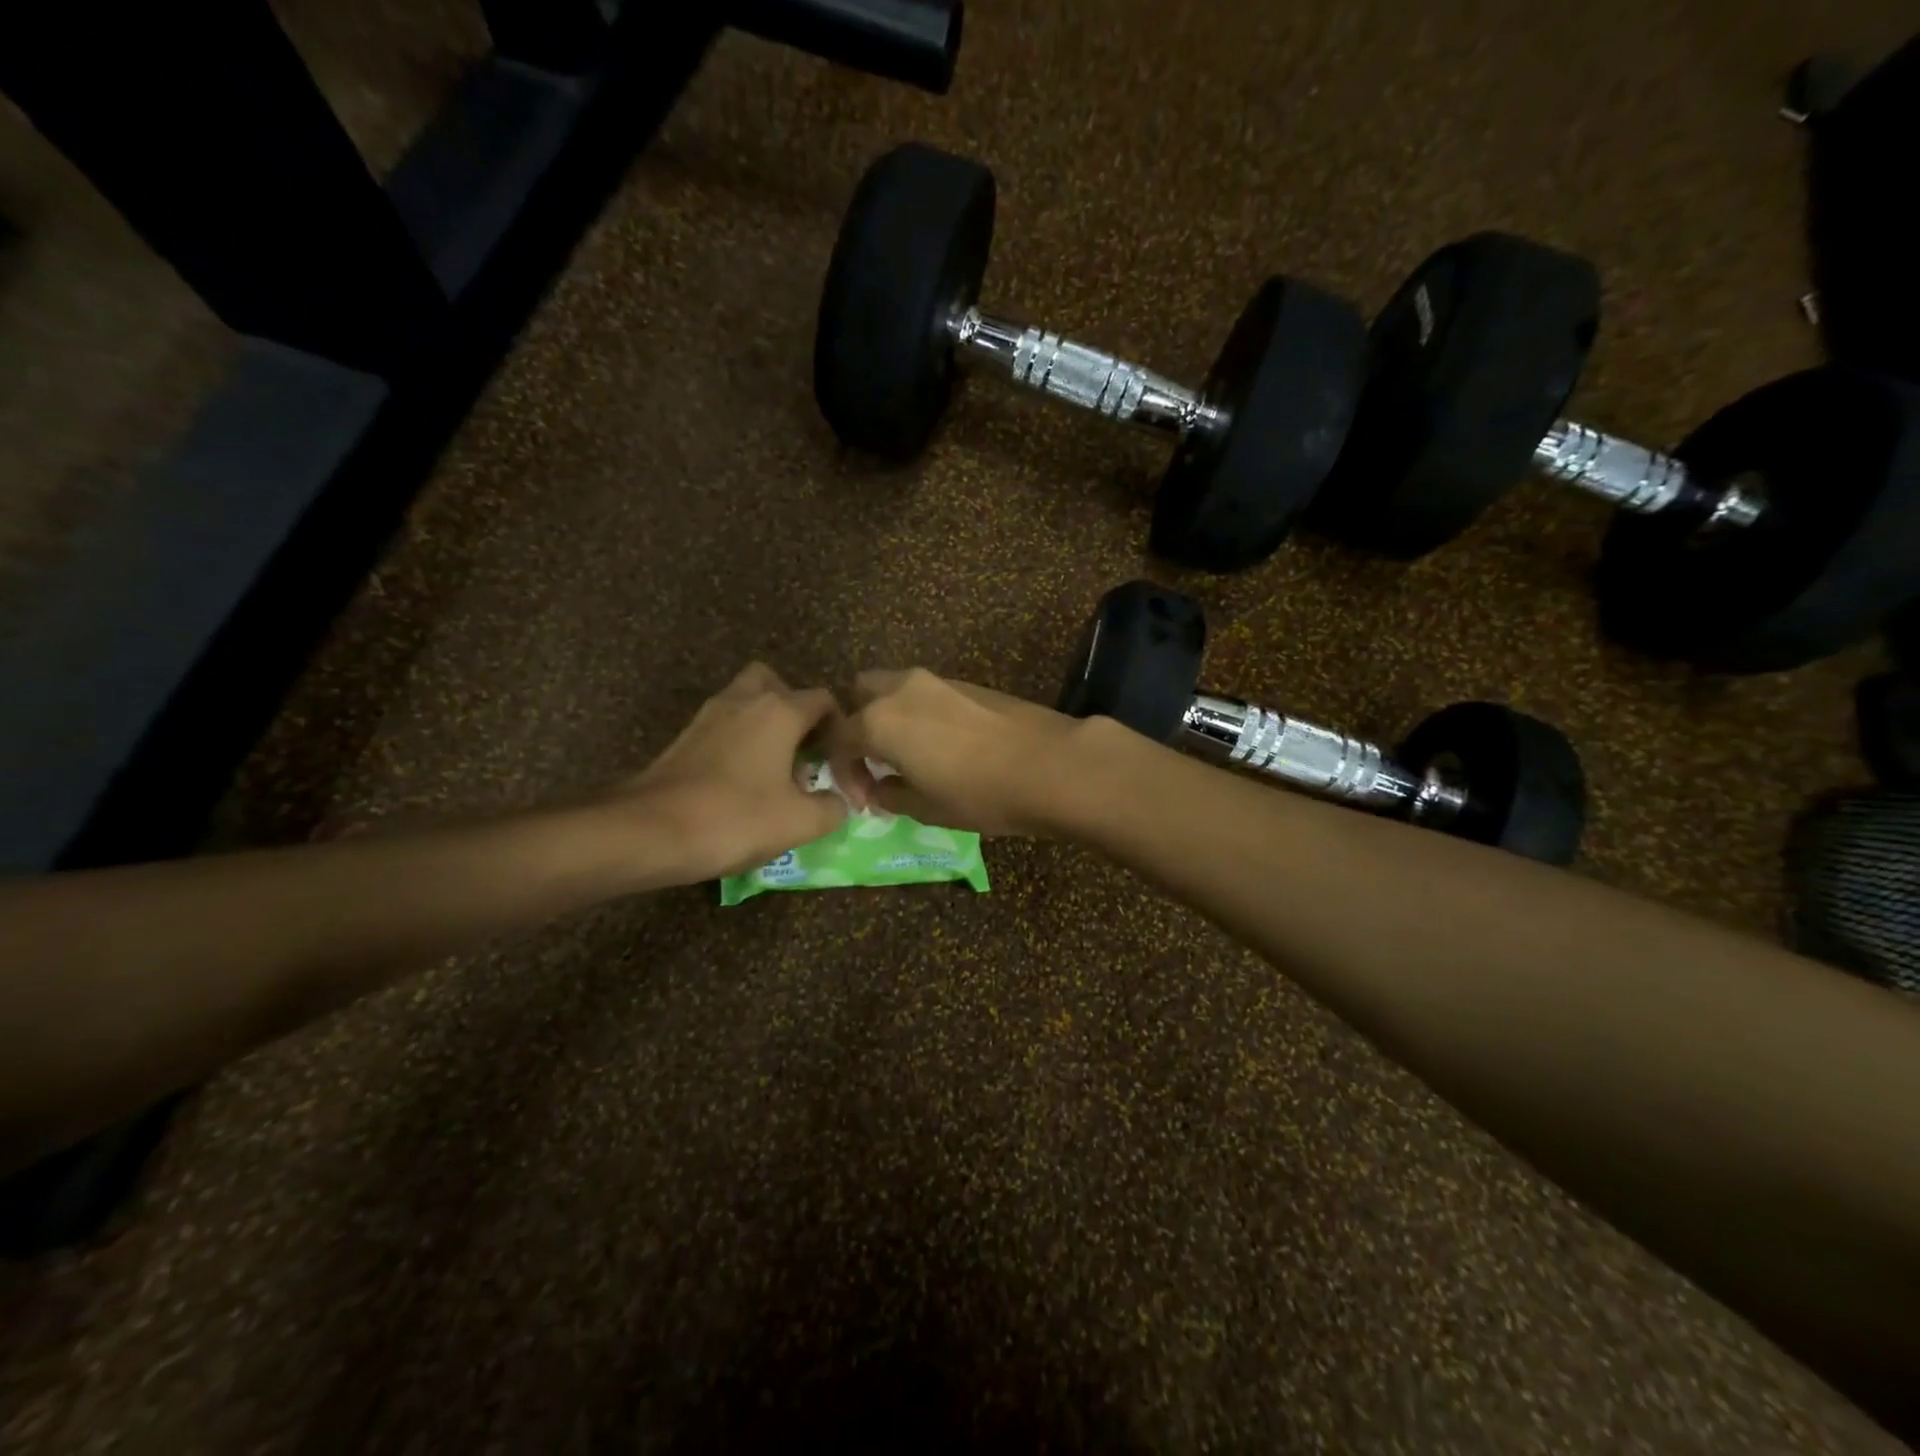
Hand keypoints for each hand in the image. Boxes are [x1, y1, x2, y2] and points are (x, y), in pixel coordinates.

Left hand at [606, 663, 856, 880]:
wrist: (650, 831)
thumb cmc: (736, 819)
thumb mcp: (800, 822)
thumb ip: (832, 807)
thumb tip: (838, 802)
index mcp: (780, 711)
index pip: (823, 699)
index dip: (839, 726)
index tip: (840, 760)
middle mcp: (744, 701)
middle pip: (776, 683)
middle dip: (795, 709)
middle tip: (803, 746)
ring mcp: (709, 716)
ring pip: (745, 700)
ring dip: (765, 723)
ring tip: (775, 766)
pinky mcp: (684, 737)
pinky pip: (724, 724)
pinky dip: (739, 740)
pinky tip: (743, 780)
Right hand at [833, 668, 1085, 835]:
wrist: (1051, 765)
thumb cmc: (980, 793)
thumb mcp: (926, 807)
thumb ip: (890, 795)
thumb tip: (880, 789)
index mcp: (880, 720)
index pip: (839, 738)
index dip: (843, 772)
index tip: (863, 800)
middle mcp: (902, 690)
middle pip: (859, 693)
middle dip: (857, 725)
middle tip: (875, 762)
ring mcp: (938, 681)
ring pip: (894, 688)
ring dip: (889, 717)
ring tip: (908, 756)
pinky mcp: (968, 682)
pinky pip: (925, 693)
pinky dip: (918, 714)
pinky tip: (941, 745)